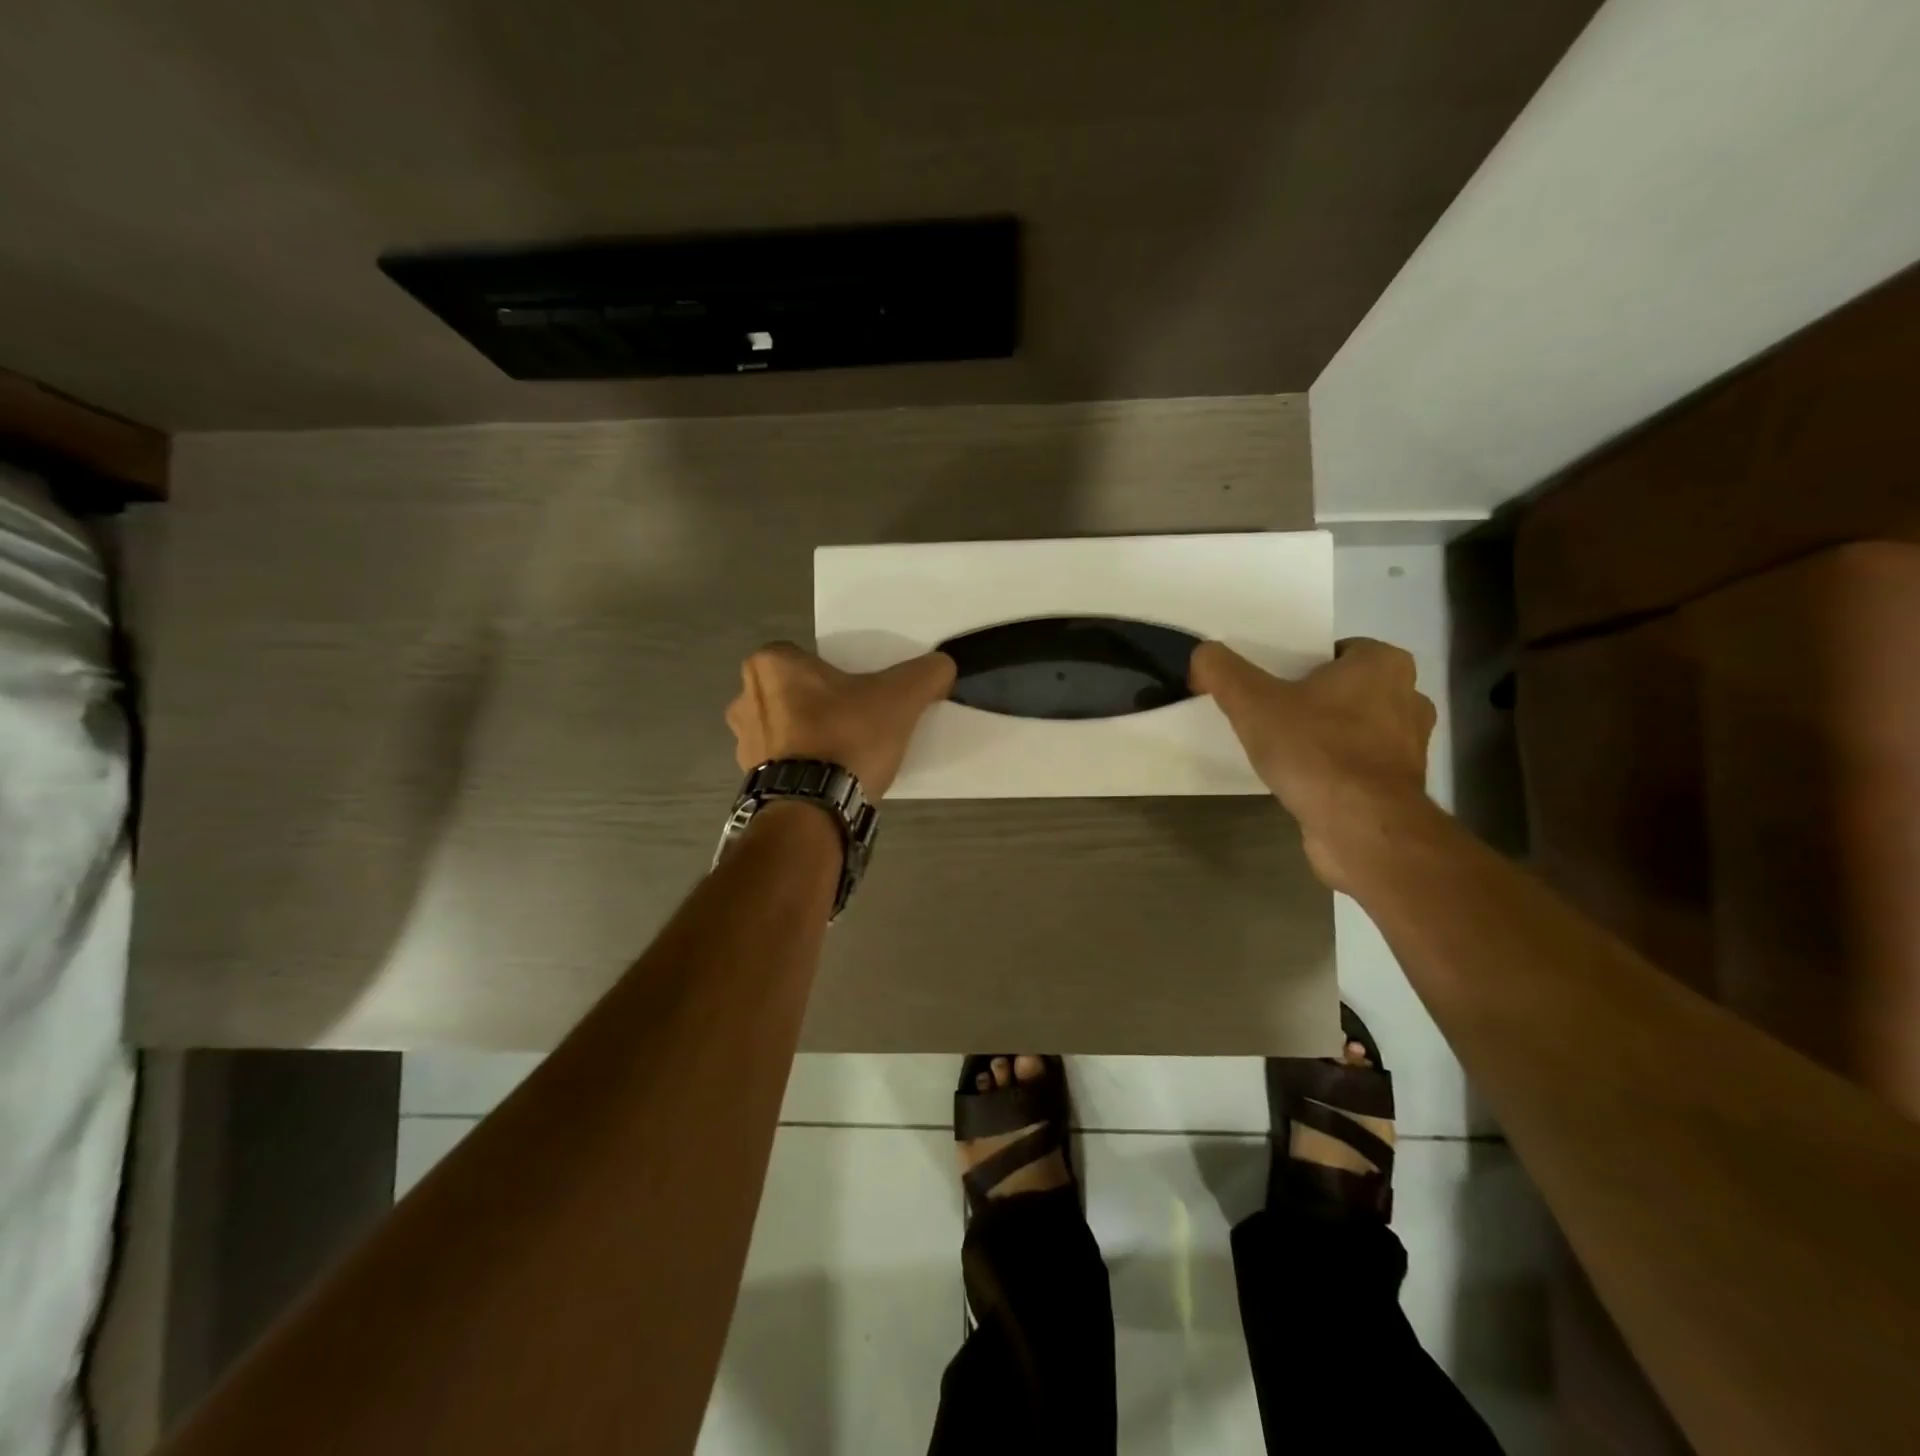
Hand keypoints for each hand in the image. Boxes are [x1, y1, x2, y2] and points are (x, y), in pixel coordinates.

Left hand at [725, 643, 956, 799]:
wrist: (815, 809)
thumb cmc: (847, 737)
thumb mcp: (900, 697)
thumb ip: (926, 673)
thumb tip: (943, 665)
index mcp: (770, 664)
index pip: (804, 656)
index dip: (833, 672)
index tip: (857, 690)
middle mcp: (744, 698)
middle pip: (793, 691)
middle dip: (819, 703)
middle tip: (856, 718)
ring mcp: (743, 742)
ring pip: (785, 727)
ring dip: (808, 735)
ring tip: (845, 753)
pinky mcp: (751, 779)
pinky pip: (782, 762)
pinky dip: (802, 766)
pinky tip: (831, 777)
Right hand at [1191, 638, 1436, 890]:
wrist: (1361, 829)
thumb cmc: (1315, 752)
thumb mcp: (1253, 703)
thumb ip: (1222, 671)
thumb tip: (1201, 654)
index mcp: (1383, 664)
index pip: (1335, 650)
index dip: (1298, 665)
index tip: (1268, 685)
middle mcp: (1408, 697)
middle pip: (1344, 688)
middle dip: (1310, 700)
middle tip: (1268, 714)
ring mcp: (1409, 744)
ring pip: (1353, 727)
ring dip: (1323, 735)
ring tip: (1281, 749)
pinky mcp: (1401, 785)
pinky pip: (1358, 764)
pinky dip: (1333, 768)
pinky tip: (1302, 780)